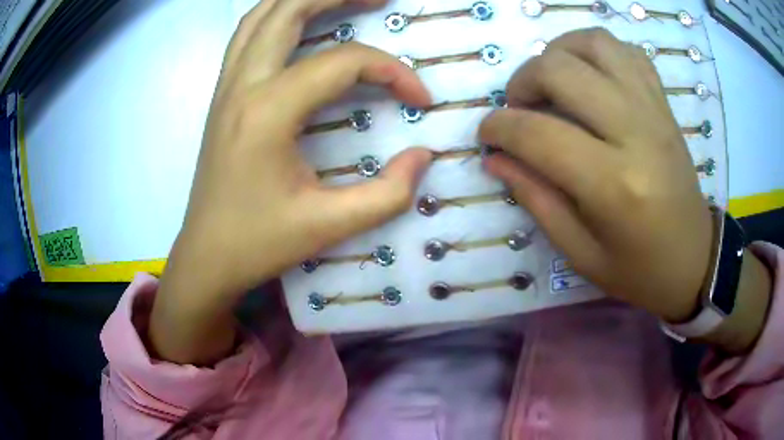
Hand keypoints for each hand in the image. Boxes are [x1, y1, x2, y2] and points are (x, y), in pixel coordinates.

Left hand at [150, 0, 432, 364]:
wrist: (206, 256)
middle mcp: (243, 84)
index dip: (392, 72)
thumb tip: (423, 156)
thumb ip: (387, 193)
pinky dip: (276, 16)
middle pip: (289, 8)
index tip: (419, 99)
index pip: (343, 63)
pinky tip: (300, 22)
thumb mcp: (329, 226)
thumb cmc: (258, 243)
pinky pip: (247, 35)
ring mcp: (226, 86)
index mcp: (268, 111)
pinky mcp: (222, 95)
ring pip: (261, 15)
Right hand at [479, 29, 713, 322]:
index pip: (538, 134)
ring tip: (550, 81)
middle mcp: (636, 133)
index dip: (498, 128)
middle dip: (522, 81)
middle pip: (561, 70)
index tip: (487, 135)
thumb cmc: (639, 269)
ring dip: (558, 52)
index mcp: (614, 186)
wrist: (695, 258)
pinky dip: (597, 51)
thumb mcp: (581, 253)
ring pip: (594, 44)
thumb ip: (537, 199)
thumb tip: (495, 158)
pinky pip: (626, 51)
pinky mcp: (663, 103)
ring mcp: (654, 110)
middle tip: (519, 108)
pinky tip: (588, 75)